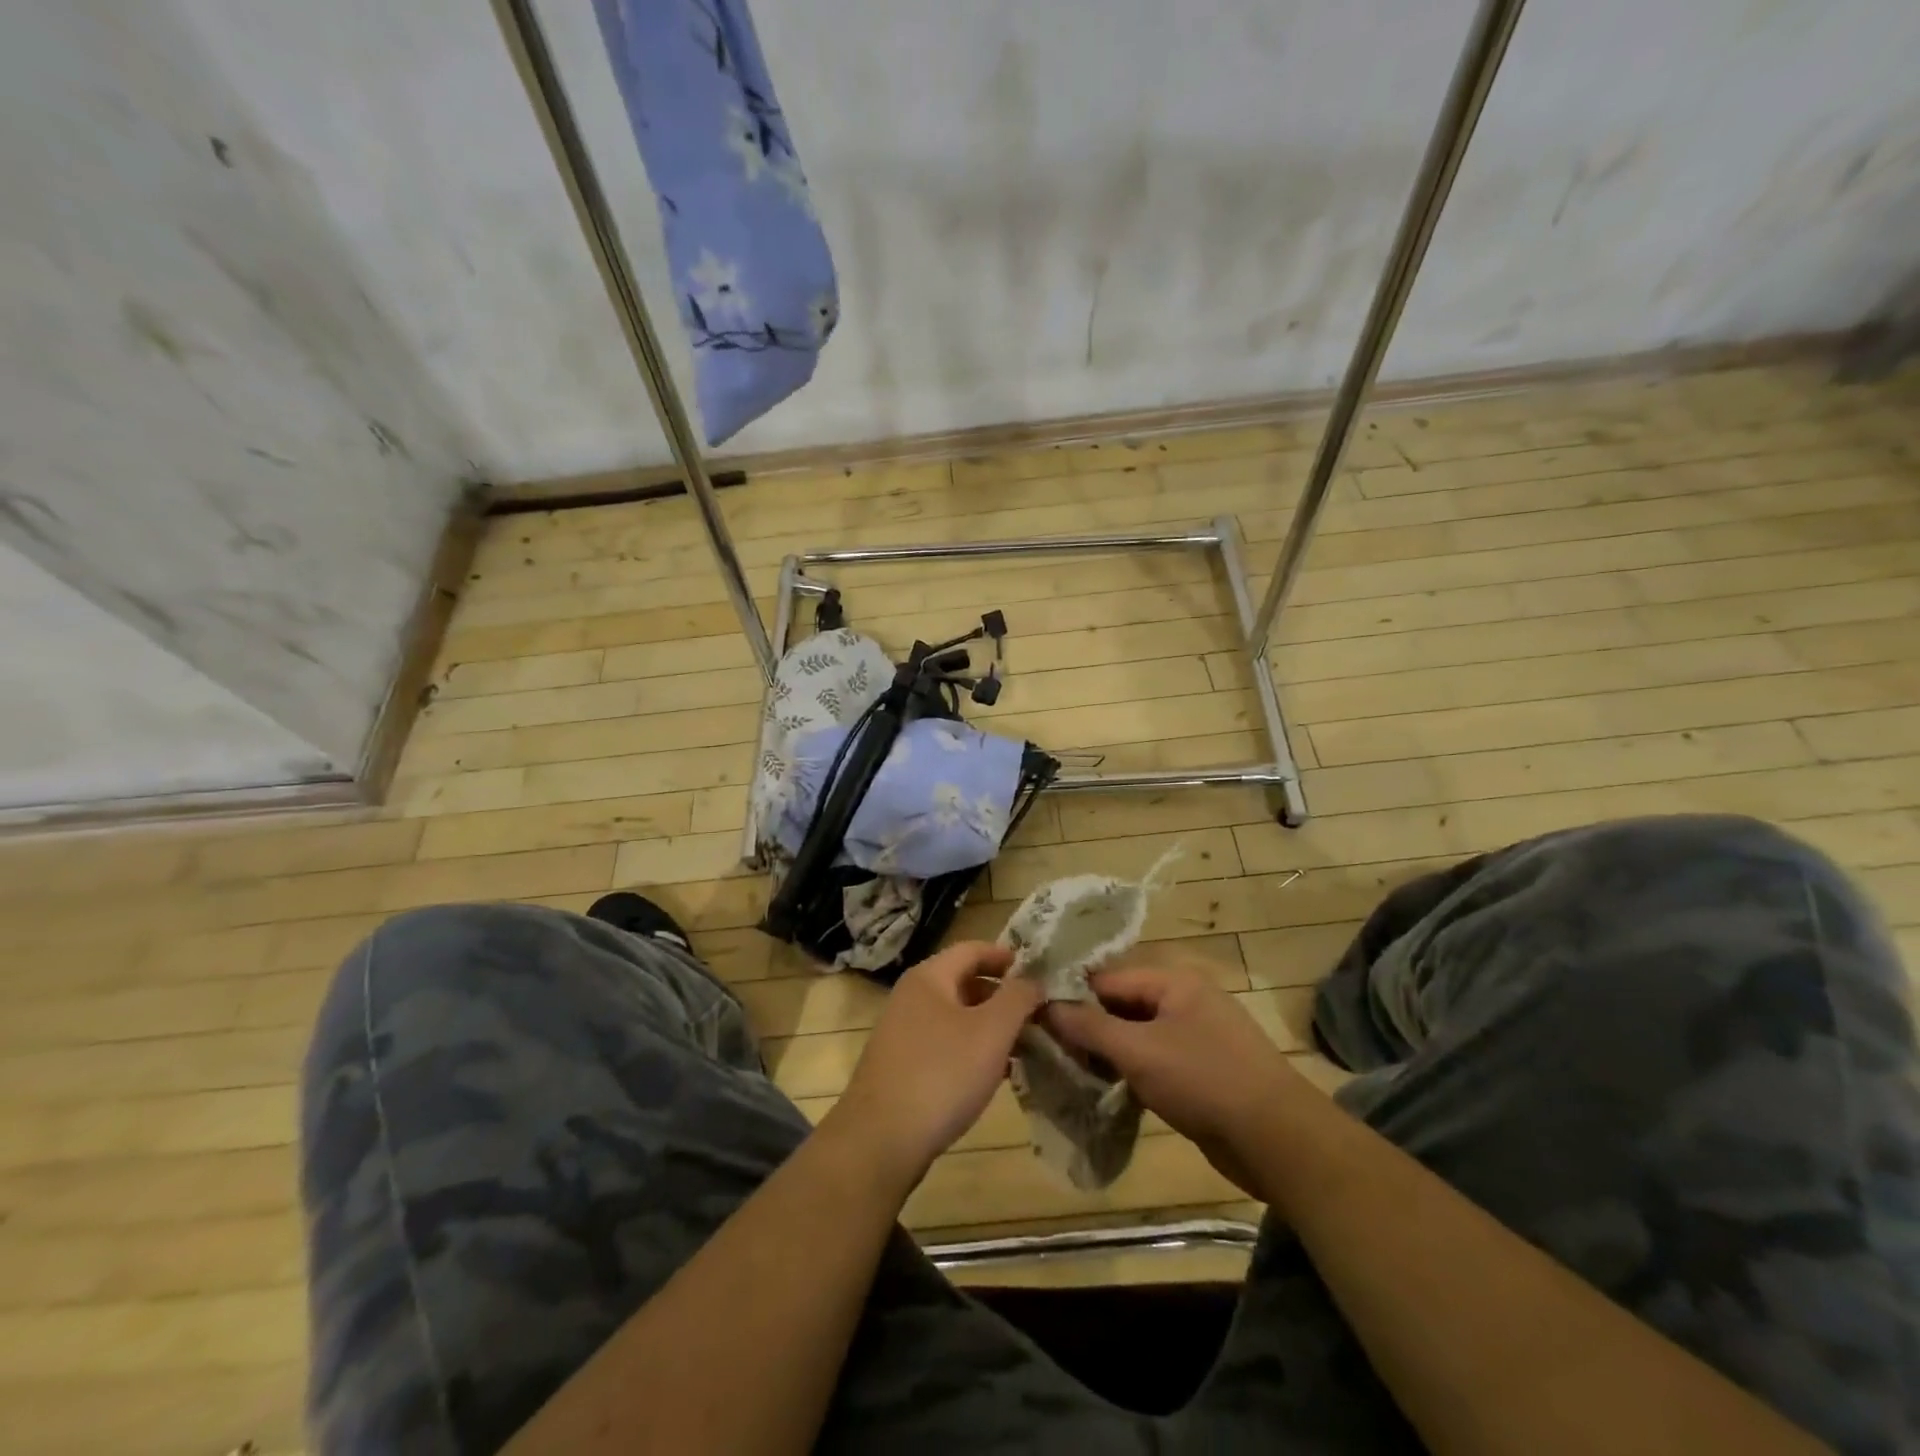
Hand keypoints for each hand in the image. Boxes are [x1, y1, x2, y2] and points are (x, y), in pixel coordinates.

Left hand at [826, 942, 1041, 1185]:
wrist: (881, 1140)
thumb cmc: (942, 1074)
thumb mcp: (992, 1032)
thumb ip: (1018, 998)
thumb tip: (1033, 979)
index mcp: (929, 977)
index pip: (972, 949)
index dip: (1005, 956)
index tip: (1036, 970)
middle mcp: (911, 996)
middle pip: (963, 981)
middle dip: (1001, 995)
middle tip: (1035, 1013)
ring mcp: (902, 1032)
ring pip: (955, 1016)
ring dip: (989, 1026)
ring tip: (1022, 1046)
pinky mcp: (901, 1065)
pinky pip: (944, 1044)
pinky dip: (971, 1049)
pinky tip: (994, 1075)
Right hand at [1045, 956, 1301, 1193]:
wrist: (1277, 1140)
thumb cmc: (1202, 1081)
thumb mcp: (1138, 1051)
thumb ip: (1089, 1027)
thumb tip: (1046, 1006)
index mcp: (1175, 981)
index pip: (1109, 979)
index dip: (1072, 997)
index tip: (1037, 1018)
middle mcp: (1186, 1000)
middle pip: (1123, 1005)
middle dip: (1089, 1026)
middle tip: (1050, 1048)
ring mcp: (1198, 1036)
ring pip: (1138, 1035)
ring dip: (1108, 1052)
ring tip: (1070, 1070)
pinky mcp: (1203, 1071)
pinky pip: (1155, 1059)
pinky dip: (1131, 1070)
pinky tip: (1106, 1089)